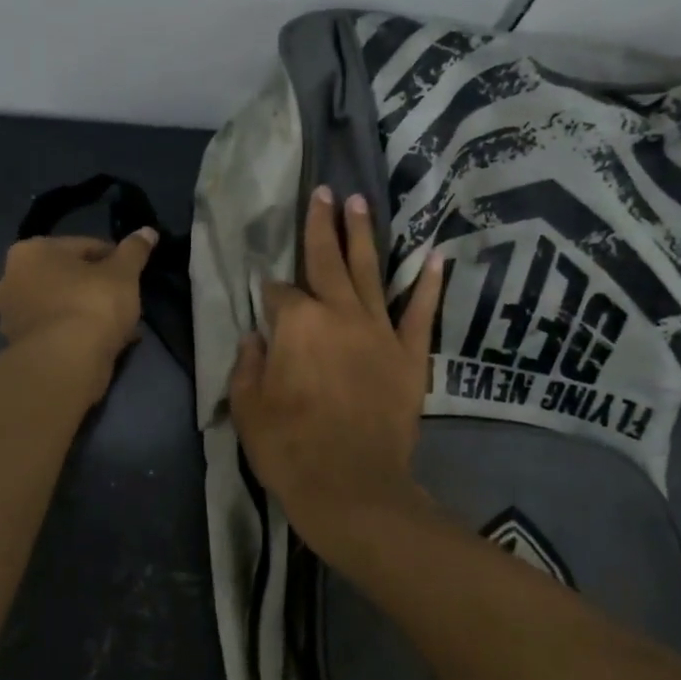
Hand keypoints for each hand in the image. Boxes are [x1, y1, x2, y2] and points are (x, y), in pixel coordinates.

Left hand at [0, 231, 156, 395]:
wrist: (65, 364)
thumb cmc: (92, 305)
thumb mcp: (123, 273)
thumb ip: (135, 250)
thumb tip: (147, 231)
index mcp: (31, 251)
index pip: (84, 246)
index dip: (114, 259)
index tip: (133, 275)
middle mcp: (11, 279)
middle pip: (68, 277)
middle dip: (97, 287)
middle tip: (126, 301)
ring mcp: (11, 316)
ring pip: (63, 305)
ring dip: (88, 312)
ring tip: (120, 325)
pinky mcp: (20, 346)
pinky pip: (58, 330)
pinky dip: (78, 333)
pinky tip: (105, 343)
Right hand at [228, 186, 443, 555]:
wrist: (352, 487)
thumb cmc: (290, 448)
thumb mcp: (248, 408)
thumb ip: (248, 365)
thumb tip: (255, 338)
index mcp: (296, 324)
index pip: (279, 293)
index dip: (270, 292)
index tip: (266, 295)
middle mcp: (339, 315)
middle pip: (326, 261)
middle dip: (321, 225)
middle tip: (323, 192)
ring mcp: (379, 332)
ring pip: (369, 273)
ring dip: (364, 237)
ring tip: (361, 204)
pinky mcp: (410, 355)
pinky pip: (420, 312)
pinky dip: (427, 284)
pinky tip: (432, 256)